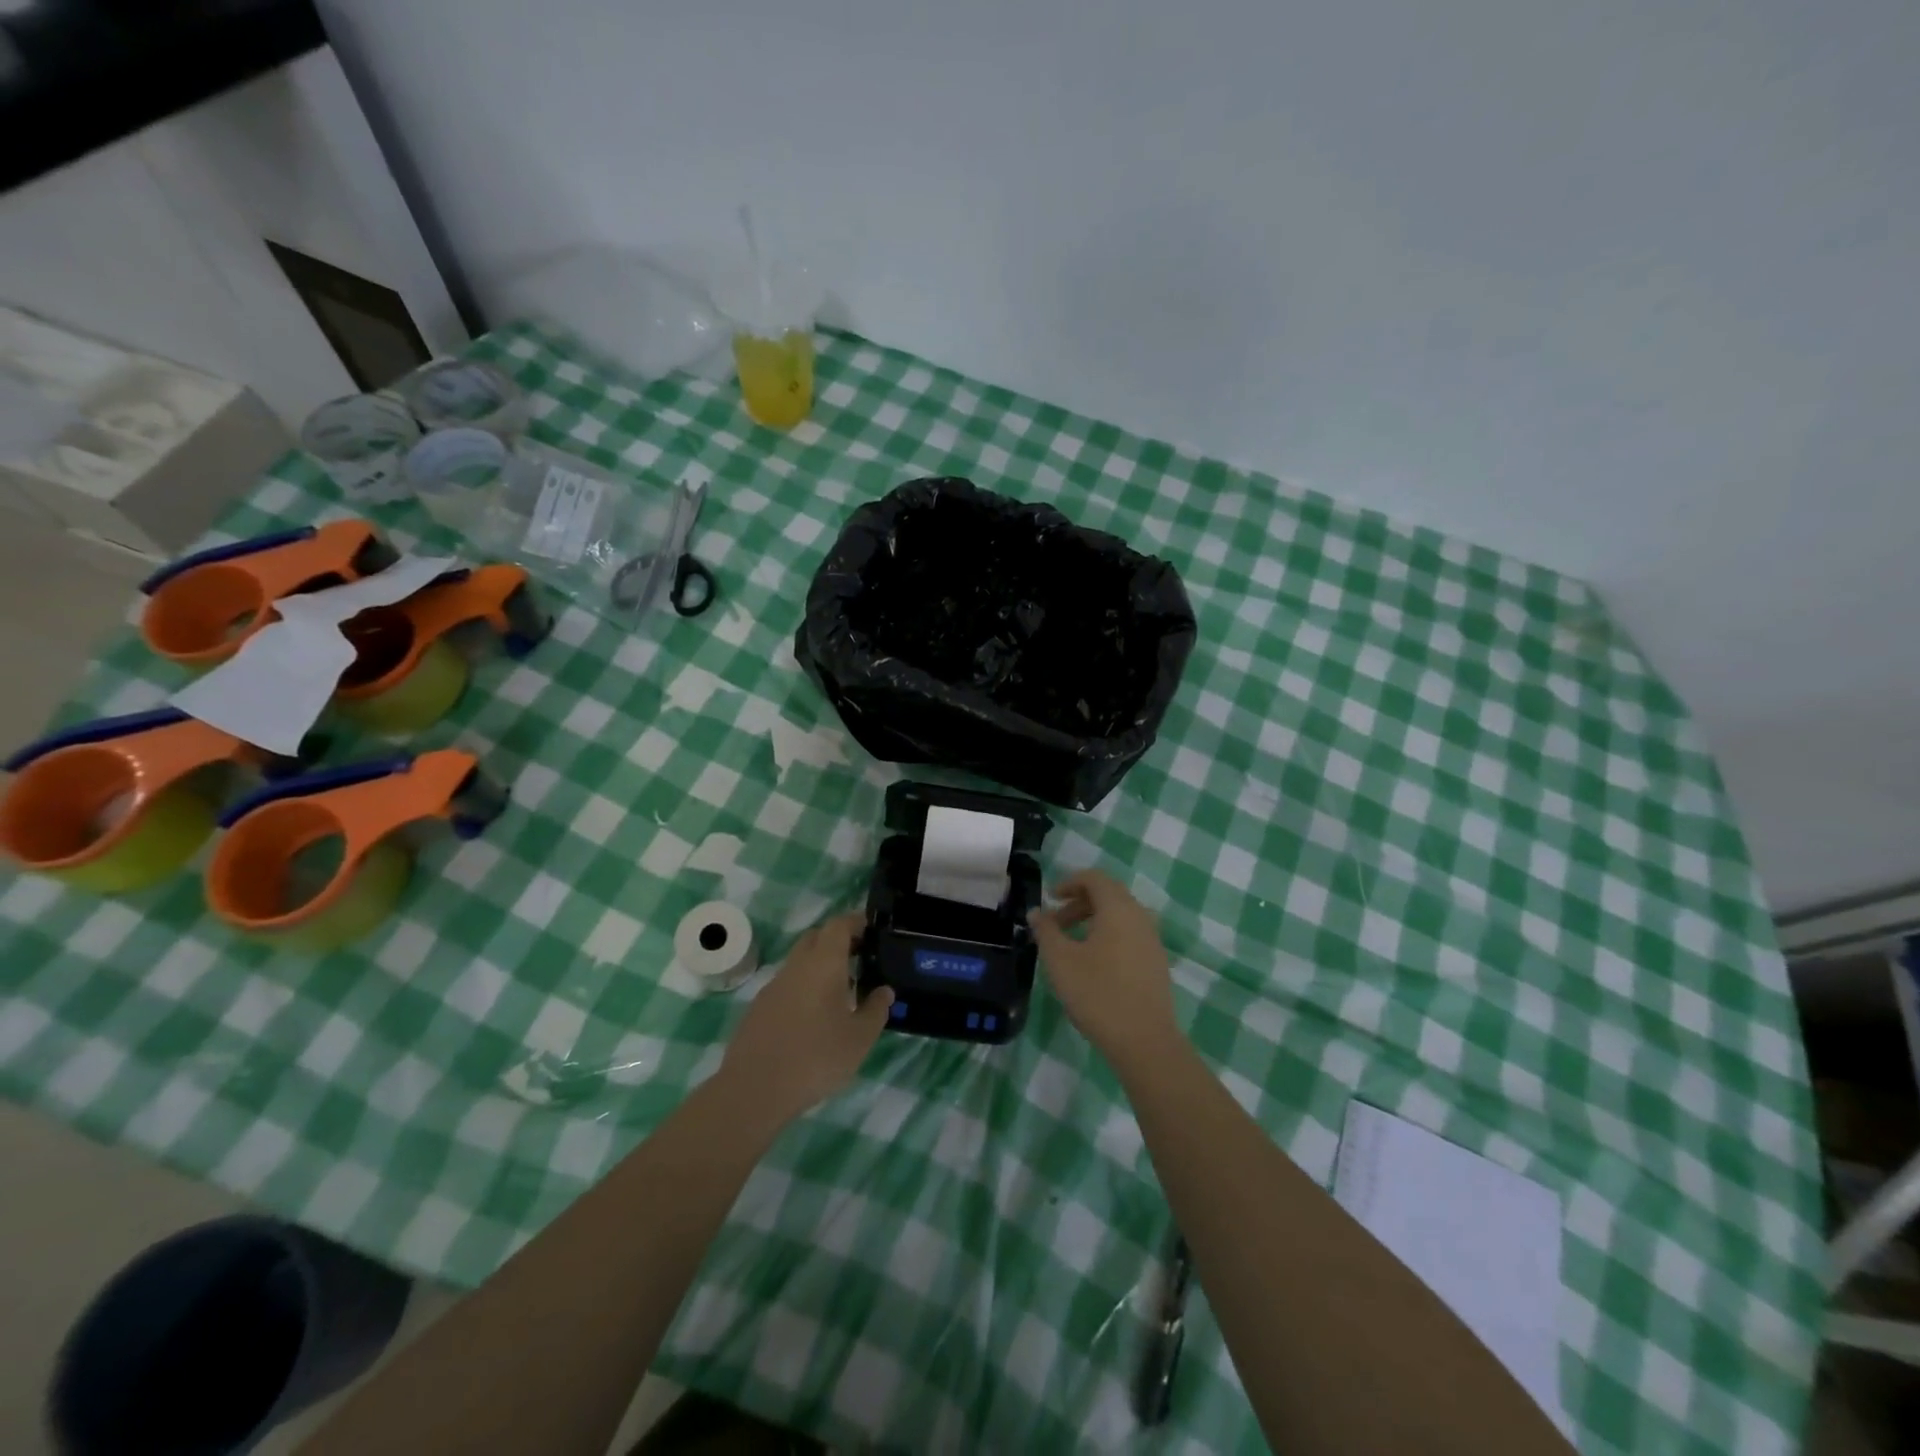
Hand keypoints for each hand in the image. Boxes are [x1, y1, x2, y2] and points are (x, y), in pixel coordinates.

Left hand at [718, 911, 893, 1125]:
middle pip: (817, 937)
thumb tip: (884, 991)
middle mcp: (796, 966)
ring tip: (841, 992)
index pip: (839, 925)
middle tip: (860, 959)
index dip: (856, 922)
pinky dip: (804, 987)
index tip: (872, 931)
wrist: (753, 1090)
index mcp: (823, 964)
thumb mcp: (859, 1039)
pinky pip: (787, 984)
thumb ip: (876, 1010)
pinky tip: (813, 1017)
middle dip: (838, 940)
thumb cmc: (815, 1058)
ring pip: (800, 961)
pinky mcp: (759, 1007)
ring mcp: (773, 986)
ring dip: (820, 966)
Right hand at [1029, 870, 1179, 1067]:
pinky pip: (1130, 935)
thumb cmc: (1097, 993)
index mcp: (1118, 909)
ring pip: (1121, 916)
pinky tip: (1094, 964)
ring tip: (1072, 945)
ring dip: (1094, 920)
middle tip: (1056, 924)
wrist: (1144, 1041)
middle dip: (1080, 902)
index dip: (1070, 882)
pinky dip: (1109, 936)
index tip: (1050, 899)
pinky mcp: (1156, 962)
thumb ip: (1046, 931)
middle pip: (1109, 895)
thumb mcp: (1060, 961)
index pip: (1095, 878)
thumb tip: (1036, 912)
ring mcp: (1152, 940)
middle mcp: (1140, 917)